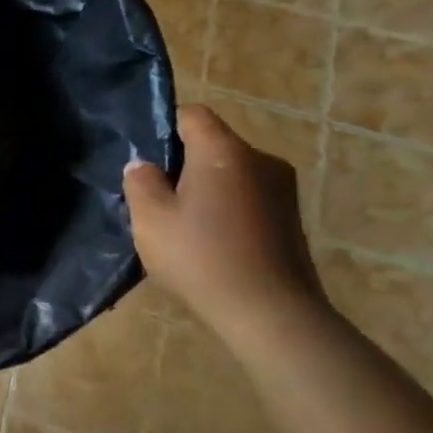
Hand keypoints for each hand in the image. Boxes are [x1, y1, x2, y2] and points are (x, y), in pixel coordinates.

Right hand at [123, 104, 322, 329]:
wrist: (273, 318)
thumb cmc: (203, 258)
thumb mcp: (150, 219)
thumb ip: (140, 181)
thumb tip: (144, 166)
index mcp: (224, 151)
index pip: (192, 114)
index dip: (164, 128)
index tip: (147, 160)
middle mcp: (260, 160)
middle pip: (212, 145)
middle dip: (183, 164)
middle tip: (158, 198)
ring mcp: (283, 191)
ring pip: (231, 174)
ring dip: (207, 190)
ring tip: (184, 226)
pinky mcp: (292, 221)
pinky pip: (249, 199)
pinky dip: (228, 211)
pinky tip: (212, 244)